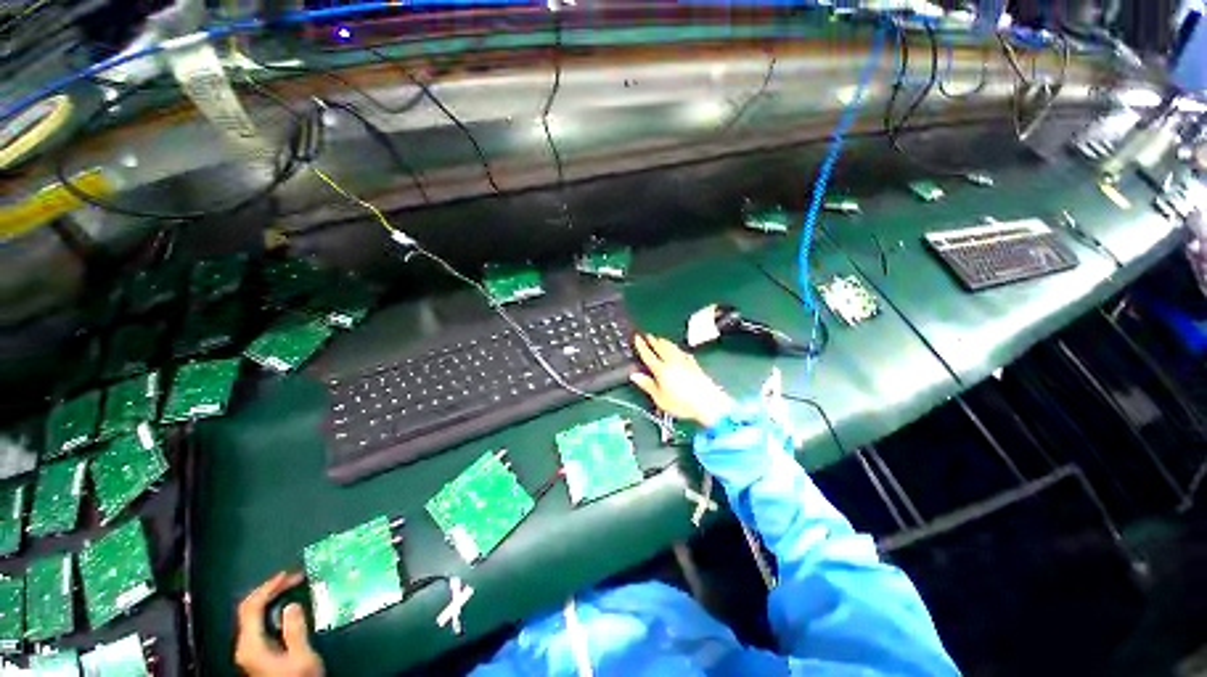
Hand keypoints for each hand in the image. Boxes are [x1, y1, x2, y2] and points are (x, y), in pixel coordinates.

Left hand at [235, 572, 323, 676]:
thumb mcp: (301, 657)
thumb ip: (295, 631)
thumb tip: (291, 605)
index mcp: (251, 644)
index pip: (252, 607)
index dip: (268, 587)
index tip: (288, 574)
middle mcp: (244, 645)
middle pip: (248, 609)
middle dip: (269, 589)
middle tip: (292, 578)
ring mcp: (248, 650)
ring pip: (252, 616)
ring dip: (270, 598)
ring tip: (290, 587)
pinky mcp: (255, 654)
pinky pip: (257, 623)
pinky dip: (269, 609)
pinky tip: (284, 608)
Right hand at [630, 334, 733, 428]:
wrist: (707, 403)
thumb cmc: (682, 404)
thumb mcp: (660, 398)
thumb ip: (647, 385)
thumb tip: (634, 375)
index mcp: (661, 370)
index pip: (649, 355)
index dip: (642, 346)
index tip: (637, 338)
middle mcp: (672, 363)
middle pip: (661, 348)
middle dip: (654, 341)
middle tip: (648, 335)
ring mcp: (685, 362)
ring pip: (673, 348)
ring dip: (665, 342)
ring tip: (660, 339)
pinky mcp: (695, 366)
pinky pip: (684, 353)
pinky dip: (678, 349)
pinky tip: (679, 351)